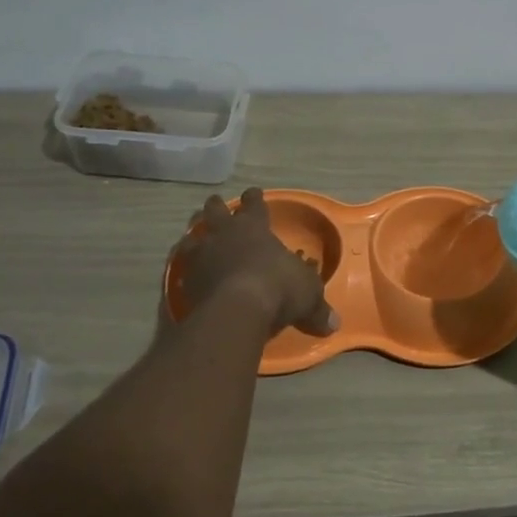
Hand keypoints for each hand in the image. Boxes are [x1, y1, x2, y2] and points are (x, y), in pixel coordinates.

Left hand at [177, 188, 338, 337]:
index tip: (254, 192)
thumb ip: (317, 308)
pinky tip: (188, 275)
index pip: (255, 204)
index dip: (255, 198)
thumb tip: (334, 324)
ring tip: (194, 237)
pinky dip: (186, 269)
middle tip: (215, 204)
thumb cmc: (279, 288)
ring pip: (192, 236)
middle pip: (216, 211)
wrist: (236, 310)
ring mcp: (201, 255)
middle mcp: (225, 234)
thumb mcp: (308, 296)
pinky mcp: (185, 280)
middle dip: (217, 207)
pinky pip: (182, 268)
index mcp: (254, 227)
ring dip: (195, 236)